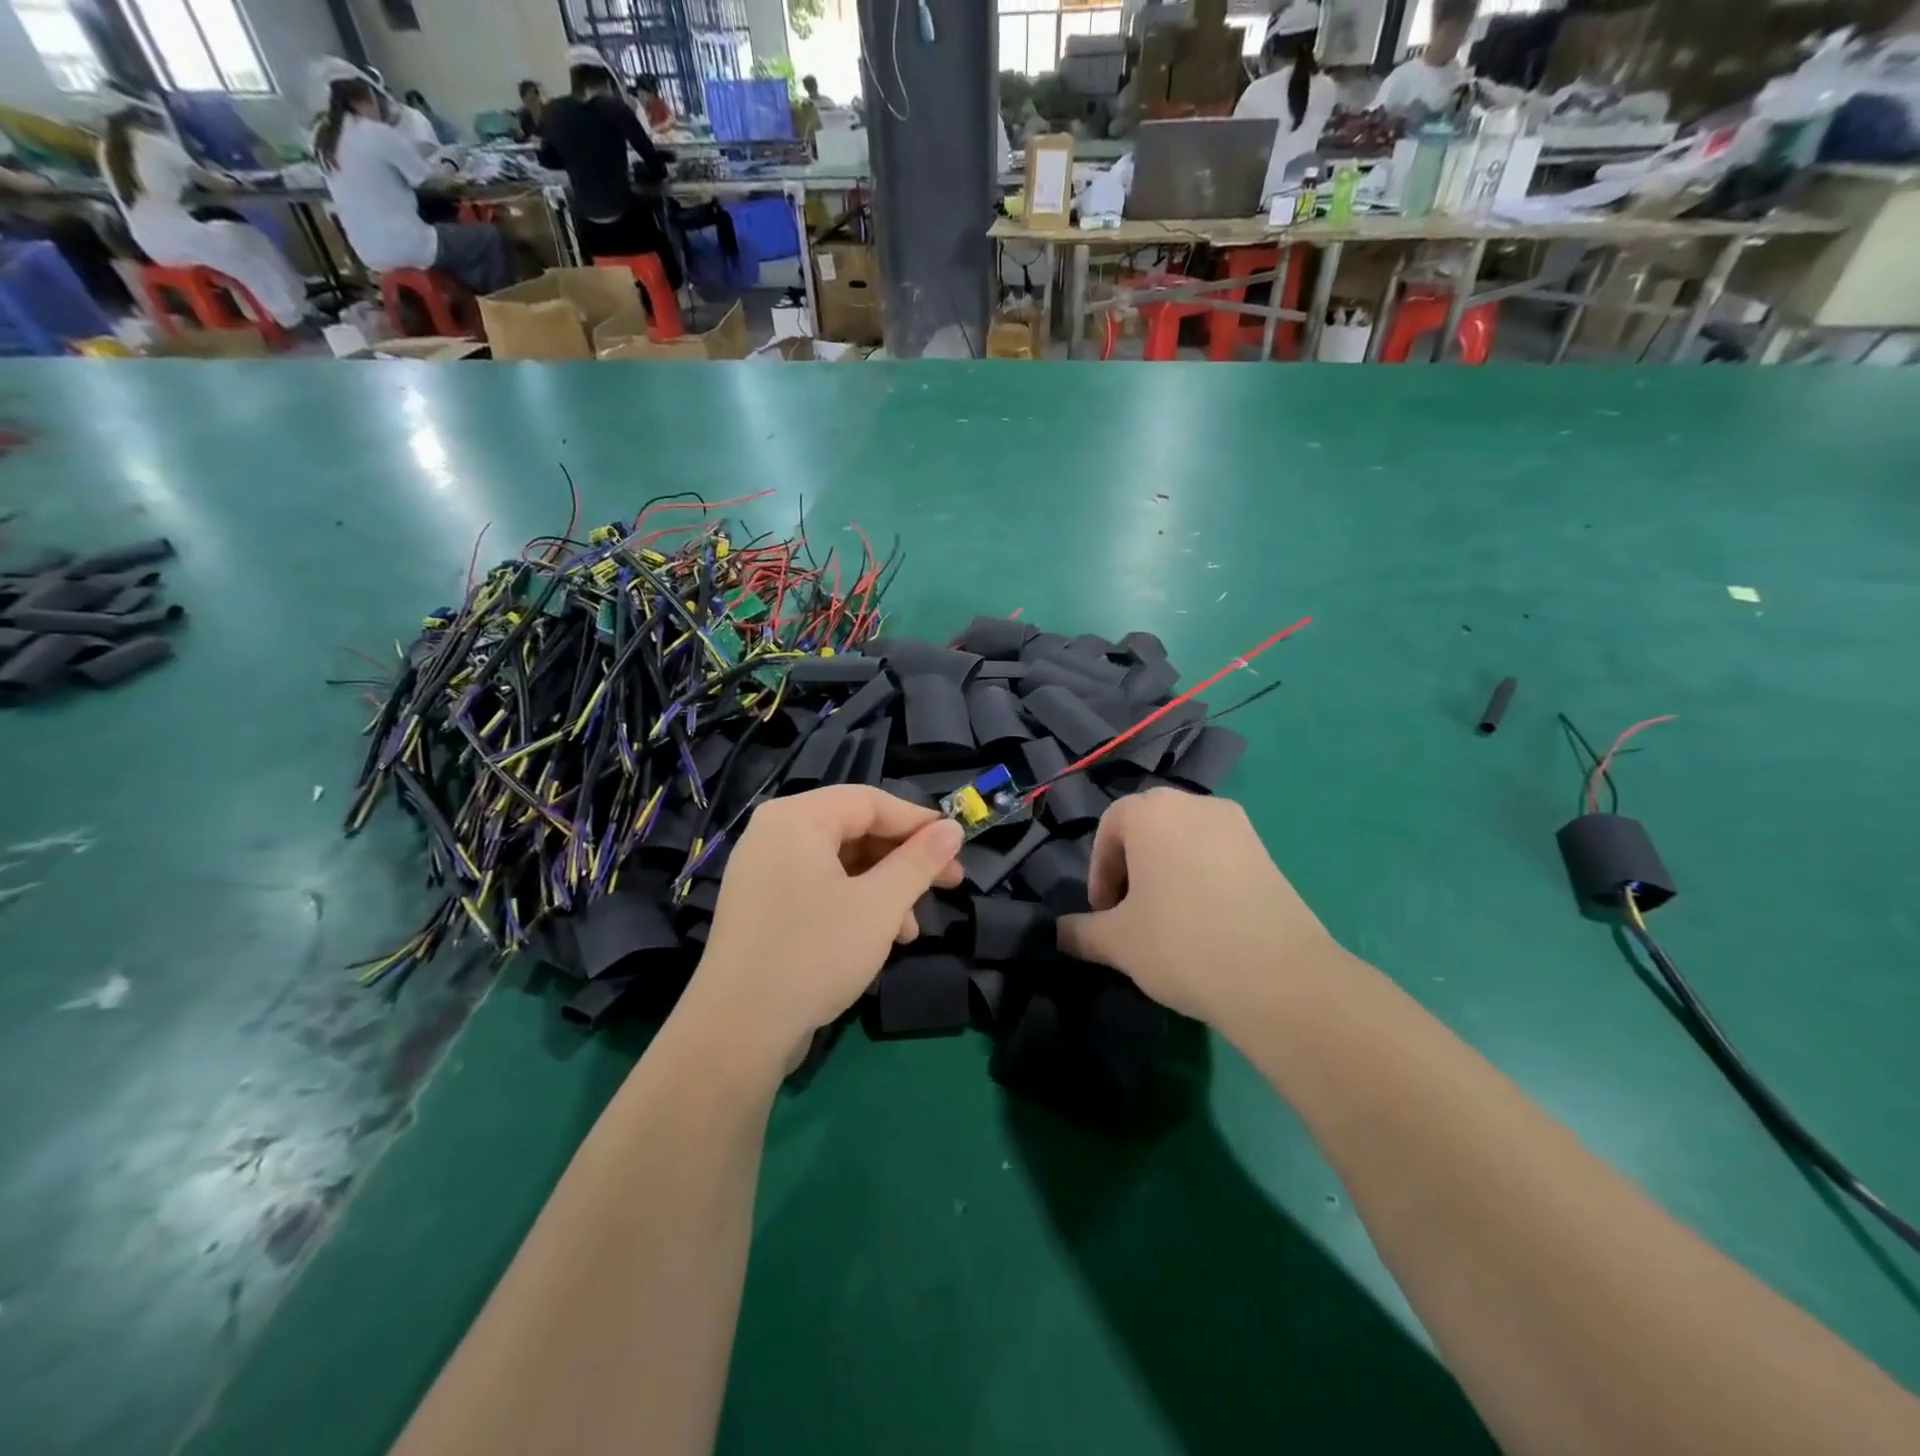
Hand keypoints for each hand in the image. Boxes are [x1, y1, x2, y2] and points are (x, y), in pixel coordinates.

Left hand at [689, 786, 964, 1064]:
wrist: (736, 1032)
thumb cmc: (814, 954)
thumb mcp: (880, 905)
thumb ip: (919, 861)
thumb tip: (952, 829)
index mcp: (796, 818)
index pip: (869, 801)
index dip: (918, 821)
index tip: (958, 844)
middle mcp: (775, 834)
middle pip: (855, 830)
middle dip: (904, 860)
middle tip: (949, 883)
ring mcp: (764, 873)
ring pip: (840, 864)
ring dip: (885, 889)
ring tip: (912, 929)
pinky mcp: (763, 908)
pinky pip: (819, 888)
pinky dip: (855, 905)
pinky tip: (881, 939)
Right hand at [1057, 789, 1342, 1024]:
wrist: (1279, 978)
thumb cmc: (1181, 944)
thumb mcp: (1118, 942)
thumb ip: (1081, 931)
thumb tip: (1057, 933)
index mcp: (1152, 812)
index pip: (1110, 827)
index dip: (1100, 872)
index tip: (1104, 913)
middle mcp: (1195, 804)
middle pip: (1149, 827)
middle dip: (1132, 866)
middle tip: (1131, 913)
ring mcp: (1238, 826)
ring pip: (1186, 840)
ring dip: (1168, 871)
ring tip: (1168, 920)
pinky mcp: (1268, 853)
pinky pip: (1219, 855)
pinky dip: (1202, 878)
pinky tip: (1206, 923)